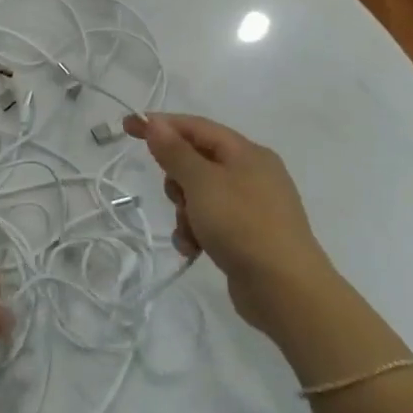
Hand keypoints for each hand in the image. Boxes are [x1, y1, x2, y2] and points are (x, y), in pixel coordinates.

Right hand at [123, 113, 335, 338]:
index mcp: (246, 153)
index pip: (195, 127)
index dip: (160, 124)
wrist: (285, 289)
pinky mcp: (247, 235)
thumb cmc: (242, 225)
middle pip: (196, 161)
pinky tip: (195, 250)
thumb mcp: (202, 183)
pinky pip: (210, 221)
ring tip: (190, 232)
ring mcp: (251, 206)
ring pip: (199, 195)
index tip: (127, 126)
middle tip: (177, 197)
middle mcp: (252, 173)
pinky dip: (197, 232)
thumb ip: (176, 152)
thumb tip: (156, 123)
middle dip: (177, 179)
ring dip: (185, 212)